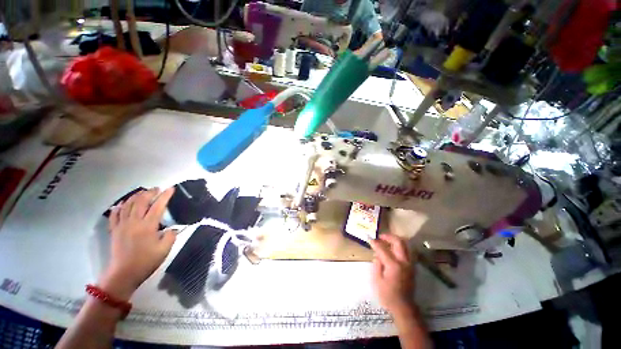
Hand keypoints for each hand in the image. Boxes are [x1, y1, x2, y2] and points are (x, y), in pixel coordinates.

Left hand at [100, 187, 176, 299]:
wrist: (124, 274)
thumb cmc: (146, 261)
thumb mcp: (164, 249)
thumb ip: (171, 236)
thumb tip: (172, 228)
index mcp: (148, 226)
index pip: (158, 206)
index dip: (165, 196)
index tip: (171, 188)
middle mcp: (134, 222)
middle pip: (140, 201)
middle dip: (149, 192)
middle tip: (157, 189)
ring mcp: (122, 225)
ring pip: (127, 205)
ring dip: (135, 196)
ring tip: (142, 192)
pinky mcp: (114, 230)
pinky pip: (115, 214)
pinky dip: (119, 206)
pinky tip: (123, 203)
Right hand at [370, 234, 414, 314]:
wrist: (403, 307)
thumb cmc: (387, 295)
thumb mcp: (377, 280)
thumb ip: (377, 264)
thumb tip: (377, 255)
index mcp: (393, 265)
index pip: (383, 249)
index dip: (375, 243)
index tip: (369, 239)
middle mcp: (404, 262)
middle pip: (398, 242)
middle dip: (388, 236)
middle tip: (380, 237)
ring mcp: (410, 264)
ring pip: (405, 245)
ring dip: (395, 240)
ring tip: (386, 241)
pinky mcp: (412, 267)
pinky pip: (407, 251)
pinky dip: (399, 247)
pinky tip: (392, 250)